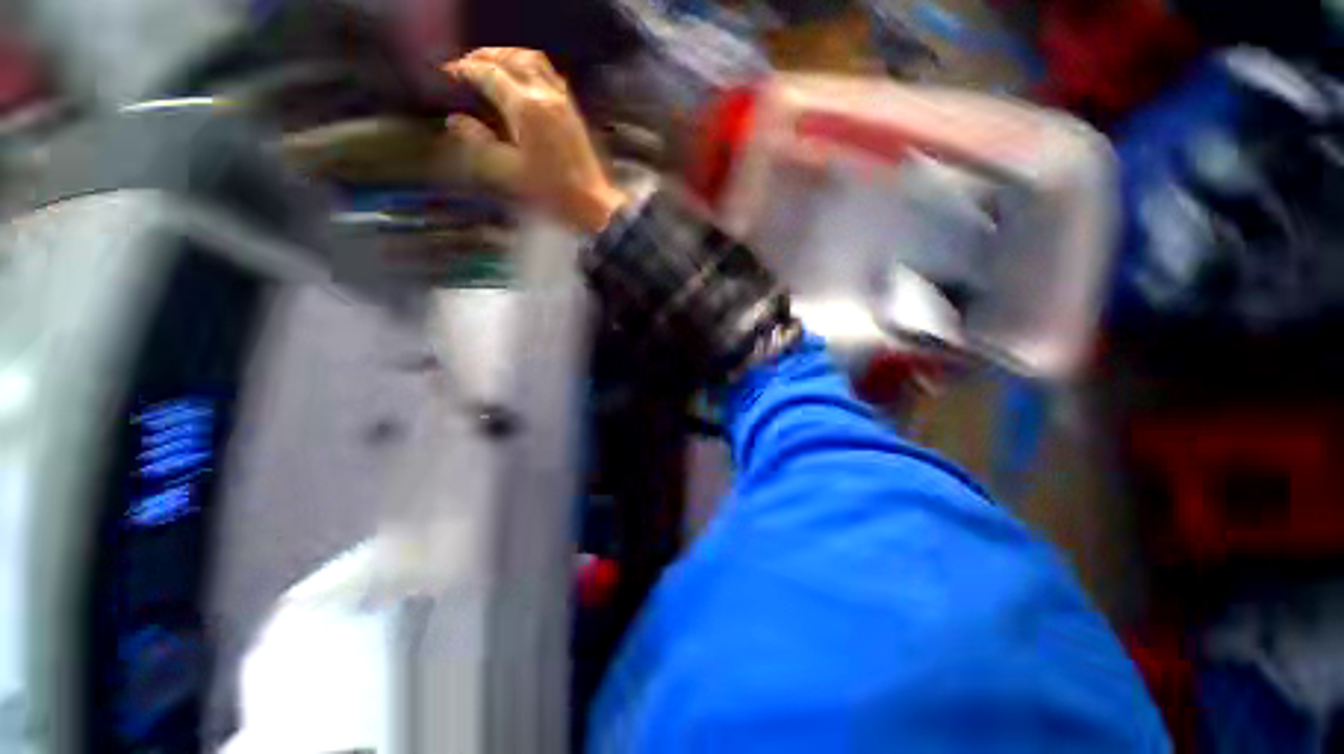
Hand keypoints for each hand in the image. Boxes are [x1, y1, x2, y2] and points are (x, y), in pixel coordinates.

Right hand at [442, 48, 631, 233]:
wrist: (593, 202)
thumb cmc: (551, 192)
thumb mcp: (509, 171)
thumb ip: (480, 142)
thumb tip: (455, 120)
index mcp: (525, 107)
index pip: (488, 74)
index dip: (464, 70)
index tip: (448, 74)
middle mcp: (544, 94)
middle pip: (510, 57)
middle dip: (483, 56)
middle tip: (465, 65)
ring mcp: (562, 100)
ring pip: (532, 59)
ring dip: (507, 55)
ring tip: (491, 65)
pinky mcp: (573, 109)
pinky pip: (549, 73)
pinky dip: (529, 65)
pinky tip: (522, 77)